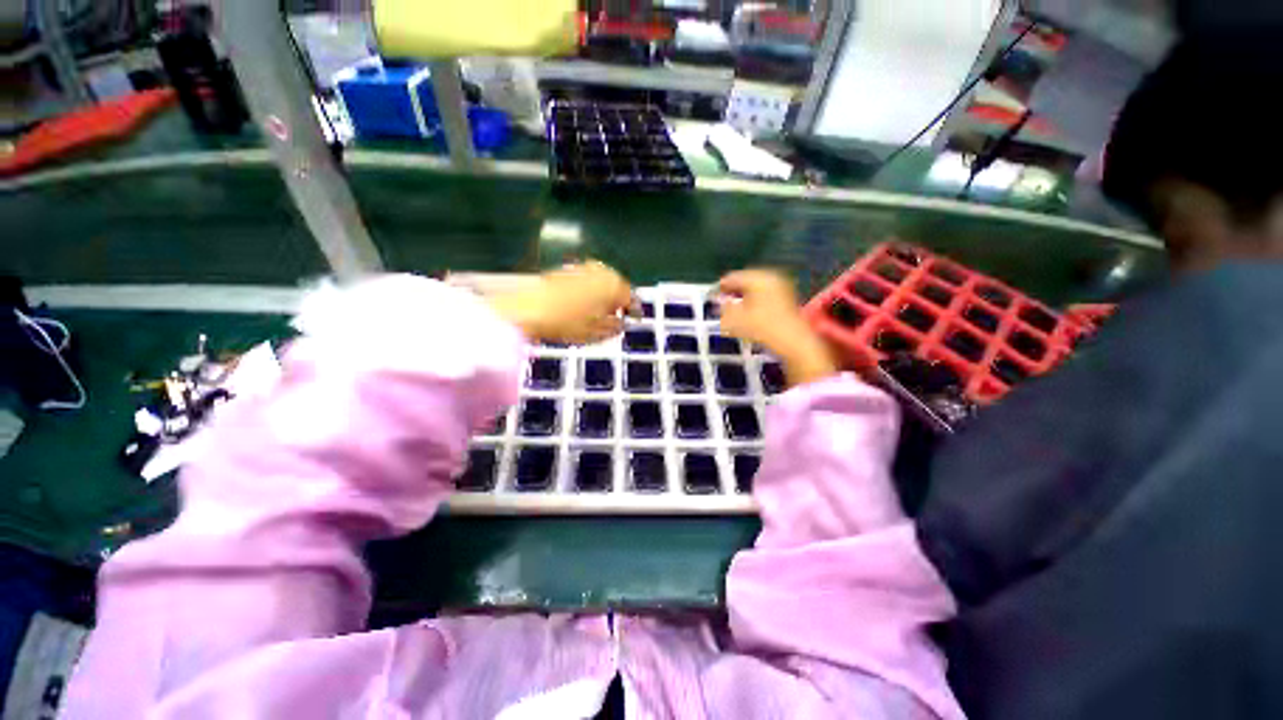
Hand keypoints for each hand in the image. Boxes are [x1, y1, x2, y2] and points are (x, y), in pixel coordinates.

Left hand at [490, 261, 633, 344]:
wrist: (530, 310)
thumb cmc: (568, 323)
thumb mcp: (597, 332)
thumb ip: (615, 327)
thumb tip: (622, 323)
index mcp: (613, 285)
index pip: (631, 297)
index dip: (634, 310)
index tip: (635, 319)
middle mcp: (601, 271)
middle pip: (617, 286)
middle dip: (618, 300)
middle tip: (617, 315)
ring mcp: (582, 267)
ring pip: (601, 281)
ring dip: (603, 294)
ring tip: (599, 311)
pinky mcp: (566, 269)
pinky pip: (586, 280)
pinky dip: (589, 290)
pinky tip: (582, 303)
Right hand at [716, 269, 838, 387]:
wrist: (794, 343)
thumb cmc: (763, 328)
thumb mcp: (736, 319)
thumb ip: (724, 308)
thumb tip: (717, 302)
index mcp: (758, 278)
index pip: (733, 277)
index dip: (720, 287)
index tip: (711, 296)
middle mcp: (771, 277)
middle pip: (745, 281)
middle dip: (732, 291)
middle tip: (721, 302)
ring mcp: (782, 287)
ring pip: (755, 289)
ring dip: (743, 297)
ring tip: (732, 309)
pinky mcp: (787, 298)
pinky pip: (764, 295)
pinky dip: (754, 301)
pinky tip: (748, 313)